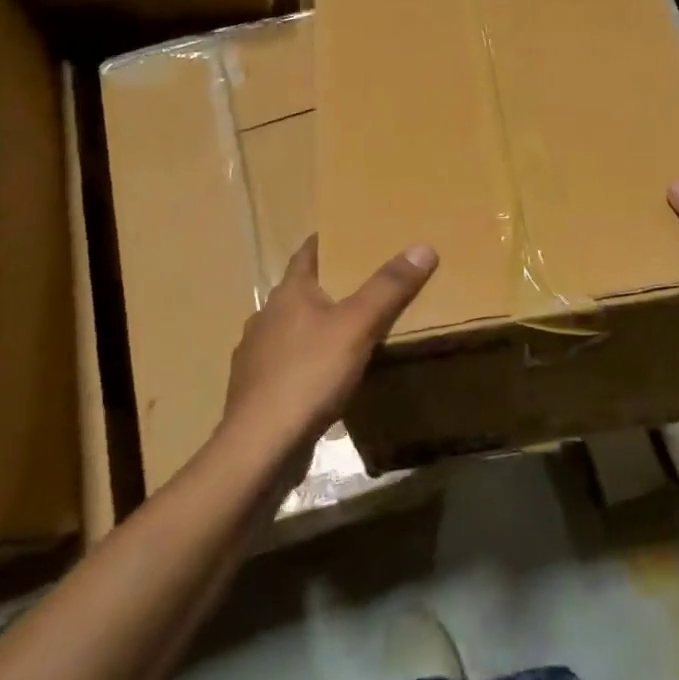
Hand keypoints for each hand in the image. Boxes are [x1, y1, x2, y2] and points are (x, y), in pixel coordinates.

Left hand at [223, 236, 437, 452]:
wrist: (261, 446)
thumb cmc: (309, 374)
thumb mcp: (358, 326)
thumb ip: (389, 287)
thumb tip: (423, 247)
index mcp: (287, 293)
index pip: (307, 253)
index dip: (328, 241)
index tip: (351, 233)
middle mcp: (266, 317)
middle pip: (300, 291)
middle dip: (329, 285)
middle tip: (365, 282)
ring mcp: (256, 356)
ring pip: (292, 329)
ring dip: (317, 326)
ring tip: (350, 331)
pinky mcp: (256, 390)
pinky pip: (288, 364)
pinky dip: (307, 361)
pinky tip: (326, 376)